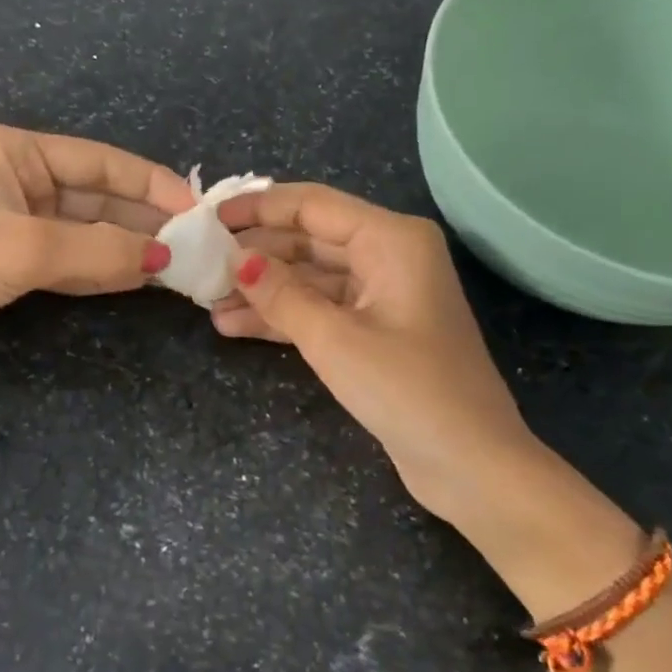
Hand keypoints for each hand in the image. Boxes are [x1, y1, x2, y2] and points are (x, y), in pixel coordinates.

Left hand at [0, 125, 192, 406]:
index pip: (101, 161)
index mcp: (17, 152)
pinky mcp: (21, 258)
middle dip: (144, 219)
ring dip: (130, 245)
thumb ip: (101, 249)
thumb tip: (166, 259)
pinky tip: (142, 277)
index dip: (151, 184)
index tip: (194, 210)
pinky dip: (106, 266)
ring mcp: (22, 220)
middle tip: (193, 243)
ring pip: (91, 228)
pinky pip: (76, 256)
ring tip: (178, 263)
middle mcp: (22, 178)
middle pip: (100, 194)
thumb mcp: (28, 249)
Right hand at [210, 183, 539, 524]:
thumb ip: (280, 294)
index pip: (311, 206)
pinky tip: (234, 326)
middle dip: (255, 254)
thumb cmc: (407, 390)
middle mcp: (388, 256)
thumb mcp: (334, 339)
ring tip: (207, 302)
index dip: (257, 208)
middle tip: (200, 264)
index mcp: (391, 240)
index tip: (207, 218)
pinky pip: (320, 310)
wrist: (471, 466)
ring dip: (262, 290)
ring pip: (309, 278)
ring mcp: (381, 295)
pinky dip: (282, 317)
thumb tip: (236, 260)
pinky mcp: (374, 331)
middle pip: (308, 239)